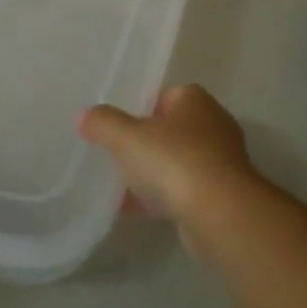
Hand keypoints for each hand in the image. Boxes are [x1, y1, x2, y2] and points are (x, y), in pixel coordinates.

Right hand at [79, 84, 257, 246]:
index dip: (141, 108)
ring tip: (122, 186)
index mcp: (195, 100)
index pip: (166, 95)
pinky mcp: (222, 194)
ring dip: (154, 173)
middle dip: (146, 142)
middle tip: (117, 154)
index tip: (119, 126)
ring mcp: (221, 161)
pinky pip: (185, 190)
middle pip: (172, 129)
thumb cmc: (174, 161)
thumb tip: (84, 116)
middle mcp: (213, 124)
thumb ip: (103, 123)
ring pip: (178, 161)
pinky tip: (138, 210)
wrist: (220, 213)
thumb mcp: (127, 137)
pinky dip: (164, 197)